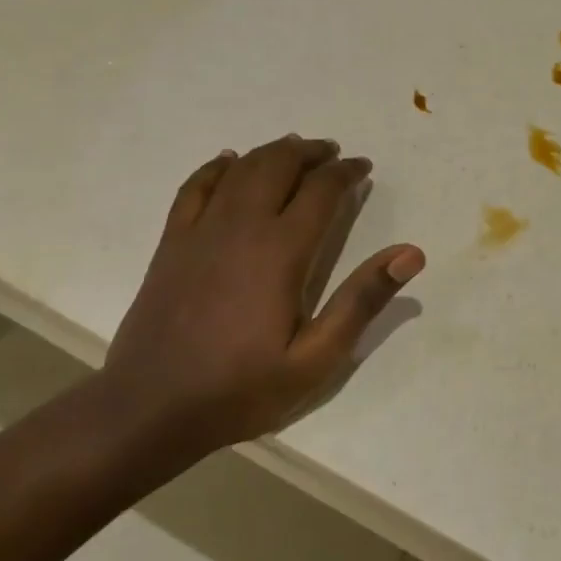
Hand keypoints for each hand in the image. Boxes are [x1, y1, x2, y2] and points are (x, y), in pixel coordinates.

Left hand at [102, 135, 424, 448]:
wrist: (149, 410)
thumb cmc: (242, 388)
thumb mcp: (316, 358)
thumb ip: (362, 300)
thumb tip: (410, 253)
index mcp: (281, 251)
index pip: (321, 191)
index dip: (346, 173)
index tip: (363, 168)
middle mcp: (241, 228)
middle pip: (278, 165)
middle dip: (310, 153)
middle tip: (333, 153)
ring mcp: (200, 232)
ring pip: (240, 170)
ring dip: (271, 152)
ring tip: (294, 150)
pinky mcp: (171, 244)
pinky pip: (195, 188)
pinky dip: (216, 168)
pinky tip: (229, 162)